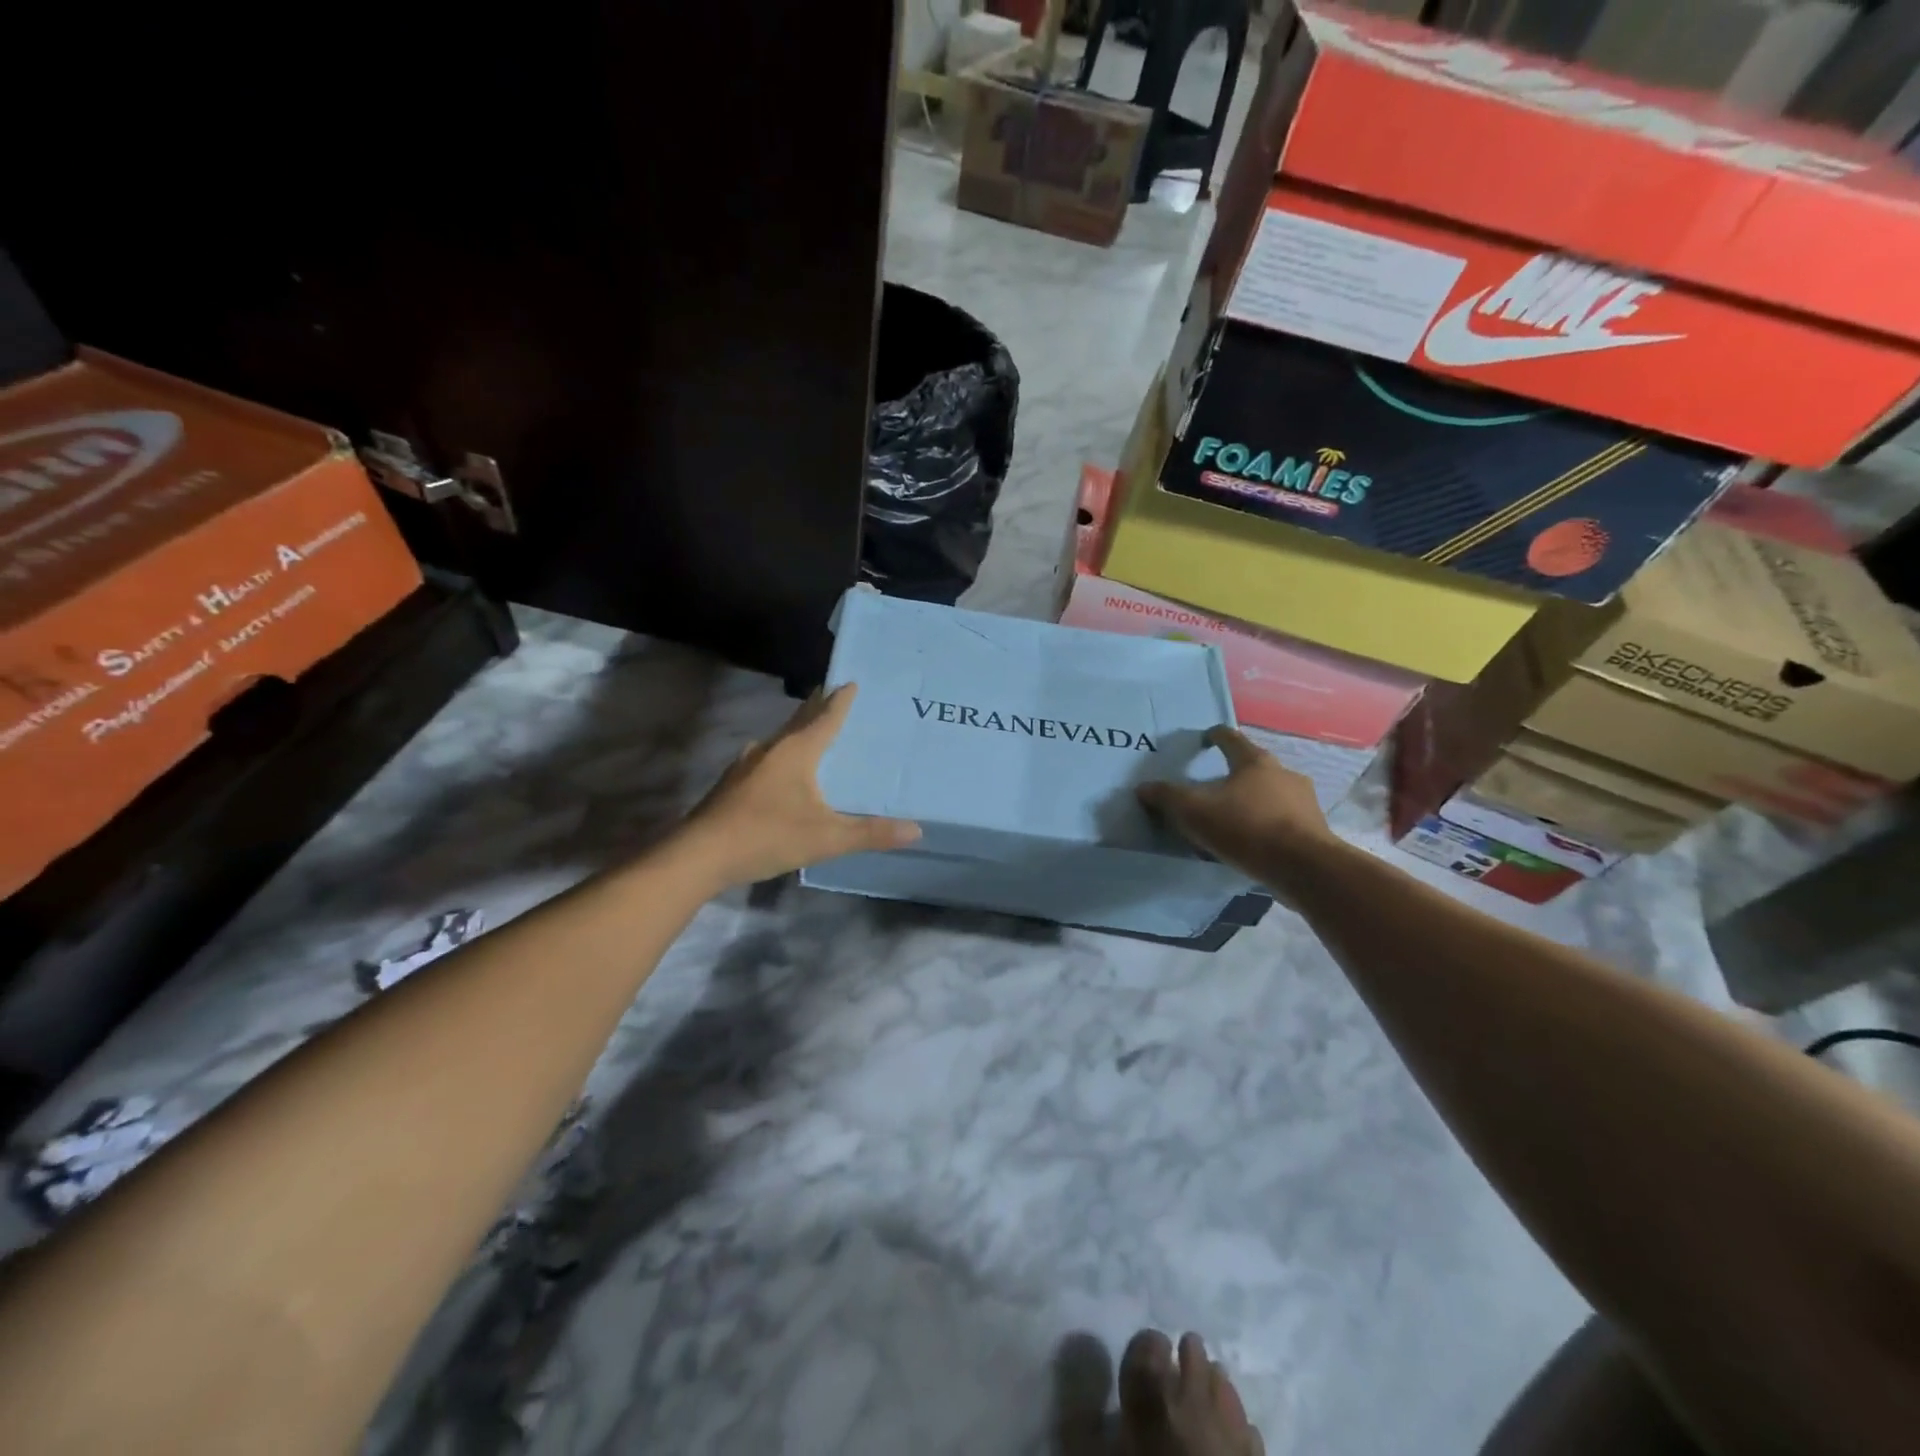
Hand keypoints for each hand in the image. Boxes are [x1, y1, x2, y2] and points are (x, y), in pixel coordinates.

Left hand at [679, 684, 919, 888]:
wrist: (699, 855)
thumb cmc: (767, 835)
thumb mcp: (826, 838)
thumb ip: (870, 834)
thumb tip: (916, 830)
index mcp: (796, 752)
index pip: (825, 717)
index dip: (840, 701)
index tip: (851, 682)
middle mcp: (771, 749)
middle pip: (799, 720)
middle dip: (817, 707)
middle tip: (833, 694)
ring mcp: (746, 765)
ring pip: (779, 738)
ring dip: (797, 730)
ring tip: (811, 730)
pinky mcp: (732, 784)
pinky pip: (766, 757)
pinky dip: (782, 754)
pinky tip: (780, 770)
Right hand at [1137, 726, 1332, 880]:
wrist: (1304, 868)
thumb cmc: (1246, 828)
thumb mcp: (1194, 812)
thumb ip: (1167, 797)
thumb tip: (1143, 788)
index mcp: (1254, 761)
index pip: (1230, 738)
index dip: (1213, 736)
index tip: (1202, 740)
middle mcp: (1283, 773)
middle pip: (1253, 766)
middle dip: (1233, 774)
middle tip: (1213, 788)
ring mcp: (1304, 800)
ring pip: (1271, 793)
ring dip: (1253, 800)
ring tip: (1233, 819)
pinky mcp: (1314, 828)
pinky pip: (1284, 819)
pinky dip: (1268, 824)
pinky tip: (1255, 842)